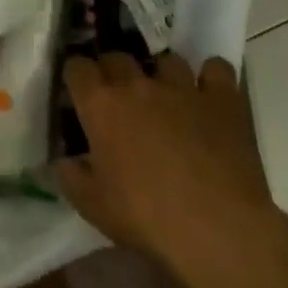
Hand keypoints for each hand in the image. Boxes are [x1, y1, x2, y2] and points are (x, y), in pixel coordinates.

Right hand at [55, 53, 285, 280]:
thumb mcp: (91, 205)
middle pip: (117, 56)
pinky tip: (209, 95)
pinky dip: (211, 78)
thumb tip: (64, 160)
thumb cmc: (146, 218)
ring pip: (167, 60)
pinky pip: (216, 68)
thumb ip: (70, 175)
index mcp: (101, 106)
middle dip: (114, 71)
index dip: (77, 76)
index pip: (77, 67)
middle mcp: (137, 85)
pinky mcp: (222, 99)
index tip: (79, 91)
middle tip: (119, 97)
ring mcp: (182, 88)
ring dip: (163, 75)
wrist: (216, 230)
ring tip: (168, 97)